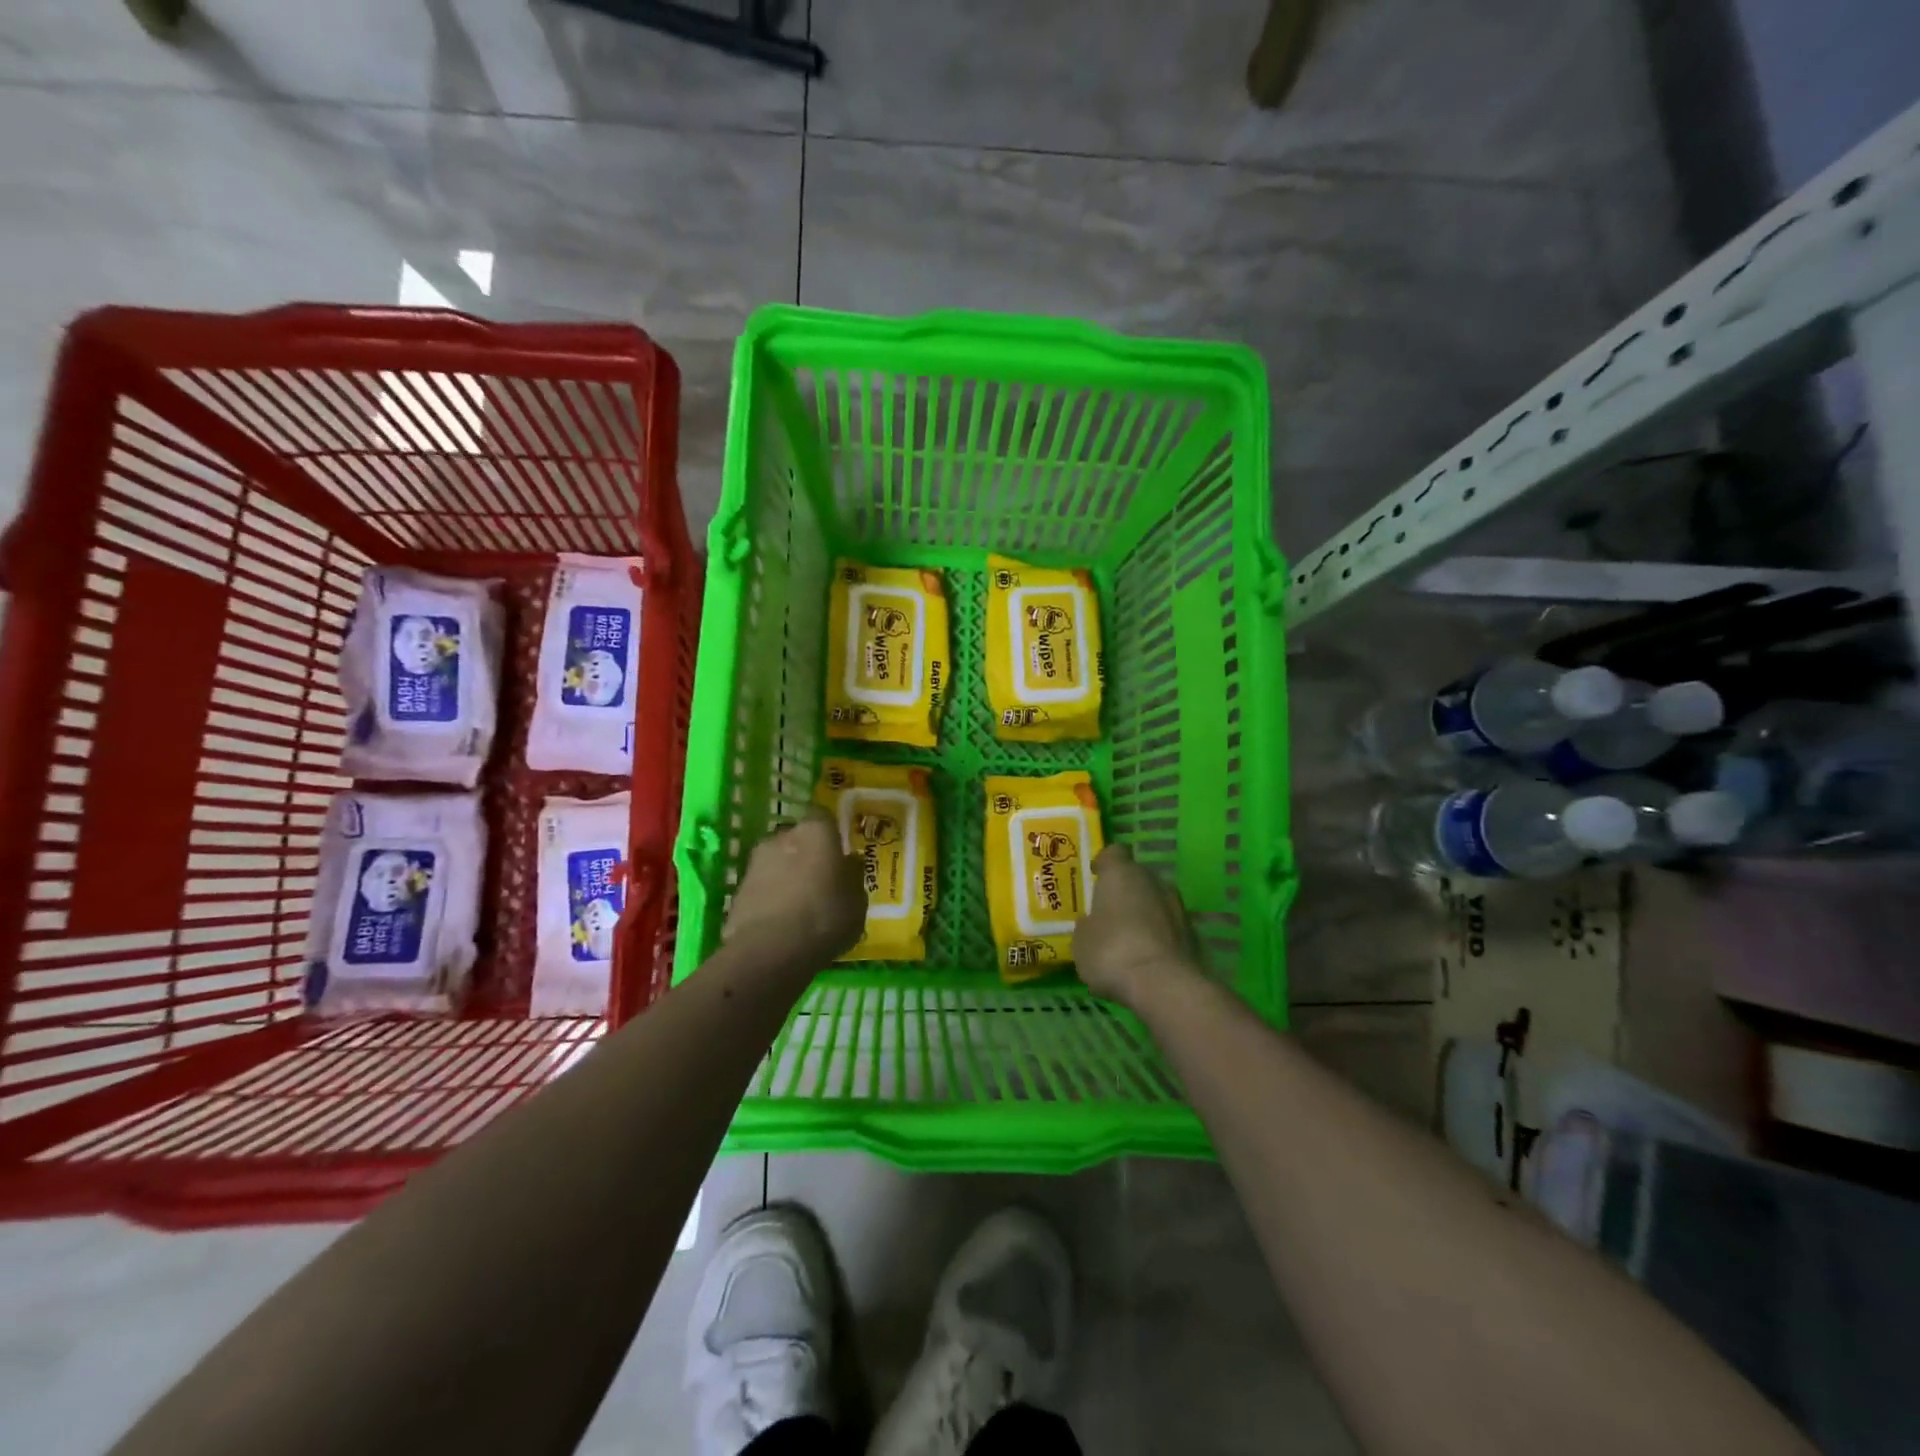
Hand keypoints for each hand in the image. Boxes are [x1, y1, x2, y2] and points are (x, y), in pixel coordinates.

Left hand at [724, 810, 866, 968]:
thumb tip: (849, 863)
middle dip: (808, 855)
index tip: (840, 853)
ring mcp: (756, 862)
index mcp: (816, 832)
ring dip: (787, 876)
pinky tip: (782, 921)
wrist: (770, 950)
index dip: (832, 834)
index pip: (824, 818)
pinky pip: (762, 886)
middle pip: (798, 840)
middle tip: (822, 881)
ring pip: (778, 862)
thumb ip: (853, 876)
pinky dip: (771, 896)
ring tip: (801, 905)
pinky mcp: (737, 889)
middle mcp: (782, 837)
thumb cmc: (825, 917)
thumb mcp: (857, 901)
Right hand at [1074, 844, 1200, 1008]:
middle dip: (1125, 890)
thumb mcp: (1081, 941)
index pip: (1113, 853)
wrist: (1164, 985)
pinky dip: (1158, 935)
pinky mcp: (1193, 933)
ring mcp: (1177, 906)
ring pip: (1156, 901)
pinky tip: (1146, 956)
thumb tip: (1093, 923)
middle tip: (1109, 911)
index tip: (1095, 876)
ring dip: (1144, 913)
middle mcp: (1153, 880)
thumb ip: (1087, 925)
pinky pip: (1168, 926)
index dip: (1103, 863)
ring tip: (1128, 937)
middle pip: (1137, 876)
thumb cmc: (1112, 952)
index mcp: (1121, 873)